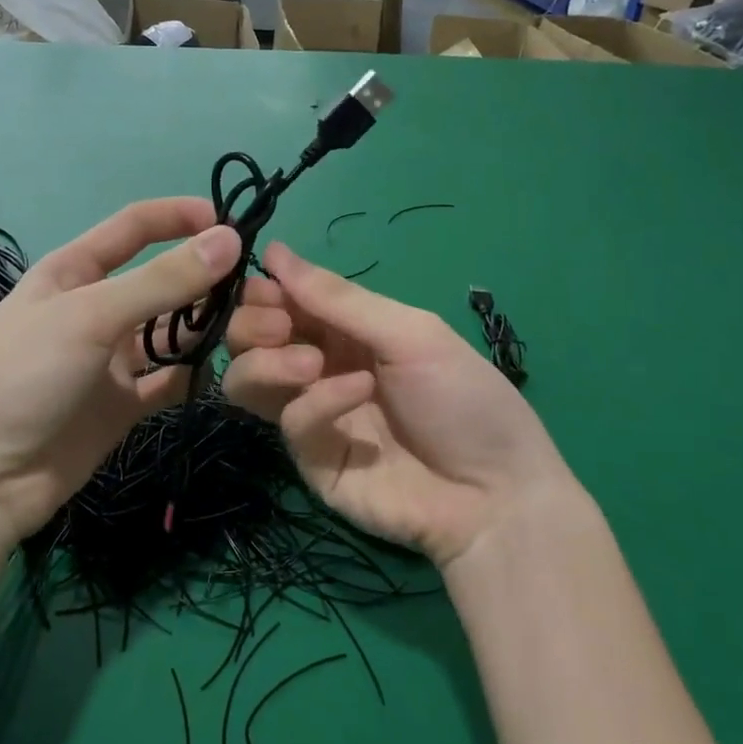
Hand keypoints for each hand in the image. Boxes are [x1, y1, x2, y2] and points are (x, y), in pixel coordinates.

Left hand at [0, 197, 241, 549]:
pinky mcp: (122, 405)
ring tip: (249, 329)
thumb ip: (162, 280)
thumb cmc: (22, 374)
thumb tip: (230, 239)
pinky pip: (169, 381)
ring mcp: (109, 360)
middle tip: (257, 289)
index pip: (134, 227)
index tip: (233, 222)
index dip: (180, 217)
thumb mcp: (90, 315)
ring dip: (204, 328)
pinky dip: (194, 376)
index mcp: (74, 271)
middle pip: (161, 281)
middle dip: (204, 279)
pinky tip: (222, 372)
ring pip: (171, 332)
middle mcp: (95, 309)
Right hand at [223, 242, 578, 568]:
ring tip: (309, 362)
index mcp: (343, 330)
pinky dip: (319, 401)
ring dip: (266, 362)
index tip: (267, 284)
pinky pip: (290, 422)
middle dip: (253, 324)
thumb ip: (337, 298)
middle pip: (249, 339)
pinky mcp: (310, 460)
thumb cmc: (463, 398)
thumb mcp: (409, 332)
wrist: (495, 494)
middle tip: (280, 324)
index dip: (264, 290)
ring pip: (247, 382)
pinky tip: (358, 393)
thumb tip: (272, 250)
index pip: (280, 301)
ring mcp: (312, 415)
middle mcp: (319, 367)